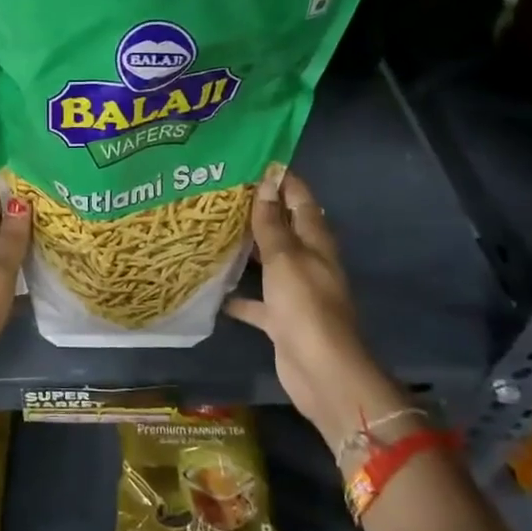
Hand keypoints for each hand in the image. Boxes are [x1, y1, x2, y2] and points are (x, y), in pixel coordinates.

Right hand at [224, 167, 393, 438]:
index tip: (254, 160)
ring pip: (268, 262)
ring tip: (211, 230)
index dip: (282, 179)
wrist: (320, 370)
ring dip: (246, 249)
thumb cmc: (305, 306)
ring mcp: (295, 292)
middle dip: (258, 211)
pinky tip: (212, 287)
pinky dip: (238, 294)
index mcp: (316, 242)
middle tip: (221, 193)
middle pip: (283, 228)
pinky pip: (256, 300)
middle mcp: (307, 262)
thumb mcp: (284, 258)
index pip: (300, 199)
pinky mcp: (281, 319)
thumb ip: (272, 224)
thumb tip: (267, 183)